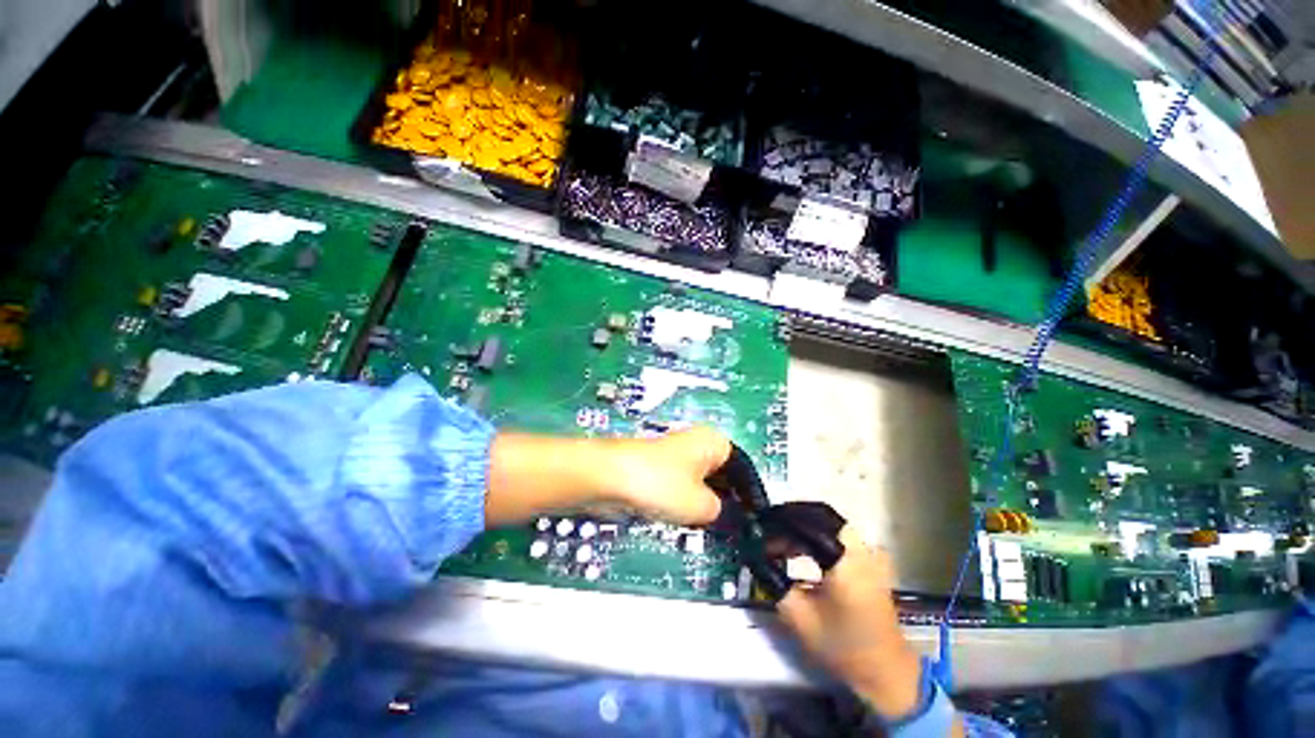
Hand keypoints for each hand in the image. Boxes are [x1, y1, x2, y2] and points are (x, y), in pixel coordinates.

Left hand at [484, 427, 728, 526]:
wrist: (609, 477)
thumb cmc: (661, 484)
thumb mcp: (701, 506)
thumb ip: (723, 513)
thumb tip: (727, 517)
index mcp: (715, 442)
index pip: (744, 470)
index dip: (751, 498)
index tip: (756, 525)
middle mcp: (699, 443)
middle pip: (724, 476)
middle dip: (729, 503)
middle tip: (737, 533)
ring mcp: (678, 454)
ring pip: (704, 483)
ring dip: (709, 506)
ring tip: (716, 532)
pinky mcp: (661, 467)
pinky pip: (685, 486)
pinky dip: (689, 504)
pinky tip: (690, 523)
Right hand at [777, 527, 923, 718]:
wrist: (886, 671)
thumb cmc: (842, 646)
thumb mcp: (799, 617)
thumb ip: (774, 580)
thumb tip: (756, 554)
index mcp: (844, 561)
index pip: (806, 523)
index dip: (780, 521)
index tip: (760, 526)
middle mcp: (860, 549)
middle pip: (819, 516)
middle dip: (791, 518)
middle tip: (769, 527)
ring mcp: (871, 553)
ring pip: (830, 523)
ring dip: (804, 525)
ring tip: (782, 537)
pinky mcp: (873, 560)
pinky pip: (840, 535)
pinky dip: (818, 534)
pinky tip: (803, 547)